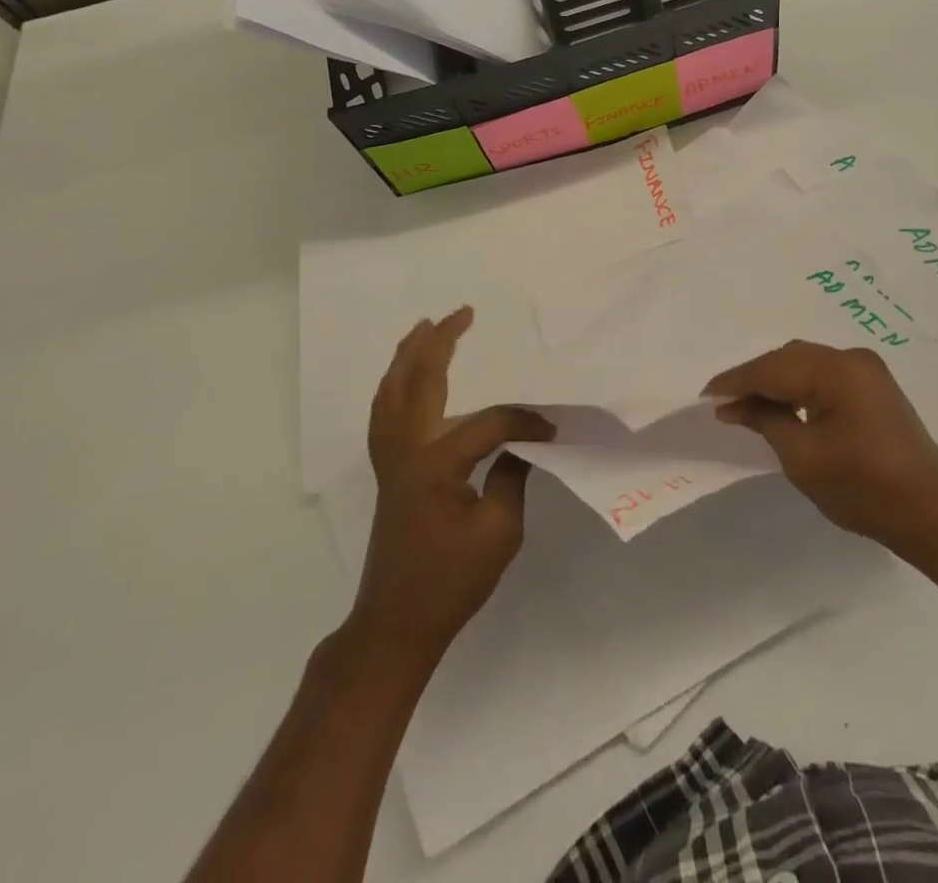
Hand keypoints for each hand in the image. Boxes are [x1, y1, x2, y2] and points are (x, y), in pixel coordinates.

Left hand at [349, 308, 554, 669]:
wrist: (396, 623)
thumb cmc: (452, 581)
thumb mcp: (500, 531)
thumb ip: (511, 475)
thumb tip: (520, 443)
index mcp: (437, 463)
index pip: (488, 424)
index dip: (524, 423)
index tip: (552, 433)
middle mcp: (406, 450)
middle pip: (418, 381)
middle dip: (439, 343)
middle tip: (462, 314)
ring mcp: (390, 459)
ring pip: (391, 392)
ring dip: (408, 356)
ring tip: (424, 327)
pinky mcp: (386, 470)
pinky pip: (385, 413)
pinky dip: (394, 385)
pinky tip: (405, 377)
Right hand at [707, 340, 937, 563]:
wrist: (932, 513)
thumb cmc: (863, 489)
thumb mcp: (803, 458)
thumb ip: (765, 421)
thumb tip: (732, 405)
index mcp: (837, 371)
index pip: (773, 368)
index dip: (736, 380)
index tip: (705, 395)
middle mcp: (853, 358)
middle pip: (789, 358)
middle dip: (755, 377)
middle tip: (724, 401)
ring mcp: (868, 370)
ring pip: (806, 363)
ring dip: (776, 380)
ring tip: (746, 404)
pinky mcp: (874, 386)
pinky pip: (824, 374)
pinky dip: (799, 386)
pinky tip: (782, 404)